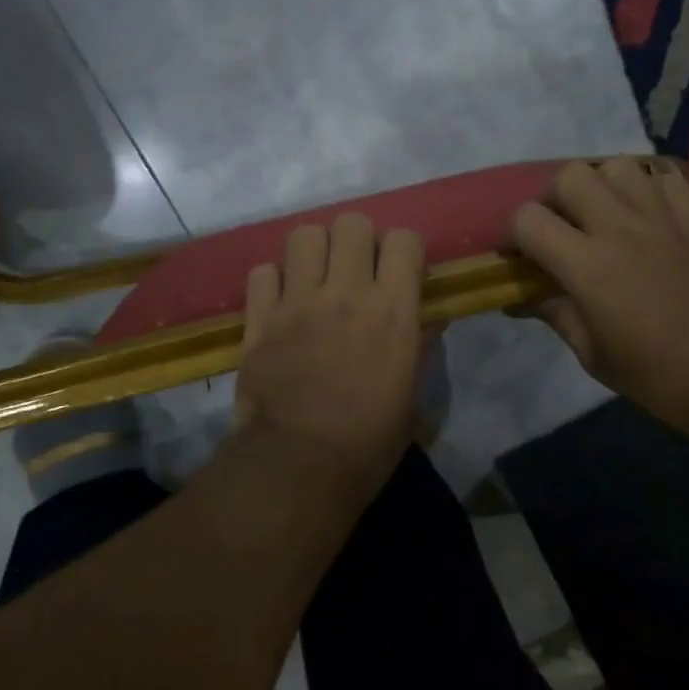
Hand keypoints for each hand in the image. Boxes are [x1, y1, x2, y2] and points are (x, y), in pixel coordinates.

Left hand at [234, 214, 426, 506]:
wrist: (298, 466)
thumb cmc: (368, 442)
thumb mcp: (412, 397)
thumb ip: (419, 347)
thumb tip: (429, 319)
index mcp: (393, 311)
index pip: (404, 239)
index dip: (403, 249)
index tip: (399, 271)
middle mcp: (346, 293)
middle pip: (350, 223)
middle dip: (357, 239)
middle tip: (355, 269)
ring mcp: (297, 302)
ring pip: (303, 235)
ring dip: (314, 250)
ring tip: (316, 277)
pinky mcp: (259, 318)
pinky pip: (263, 271)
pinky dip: (274, 280)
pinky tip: (281, 302)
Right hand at [510, 159, 688, 438]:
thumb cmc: (659, 376)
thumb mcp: (593, 354)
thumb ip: (555, 314)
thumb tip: (521, 299)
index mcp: (587, 266)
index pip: (528, 219)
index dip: (514, 233)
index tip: (520, 254)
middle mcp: (621, 229)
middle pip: (570, 176)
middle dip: (554, 198)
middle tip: (563, 226)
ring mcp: (666, 217)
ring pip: (618, 166)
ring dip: (601, 185)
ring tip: (607, 213)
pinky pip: (667, 176)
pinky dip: (648, 186)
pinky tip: (649, 212)